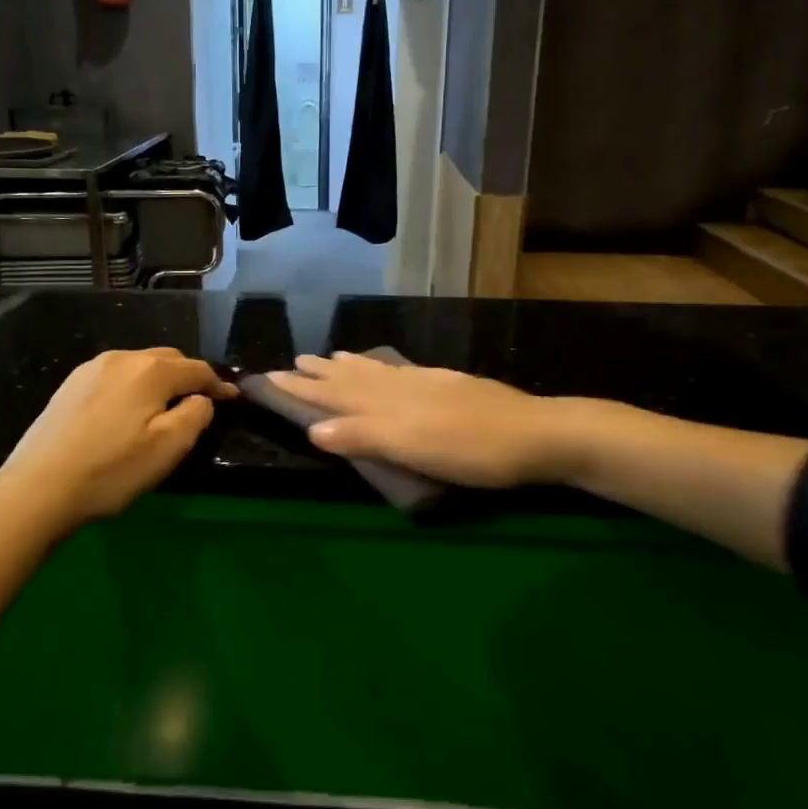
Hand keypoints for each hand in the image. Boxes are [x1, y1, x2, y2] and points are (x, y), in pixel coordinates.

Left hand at [0, 348, 236, 527]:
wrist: (37, 487)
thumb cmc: (111, 470)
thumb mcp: (168, 448)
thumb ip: (196, 415)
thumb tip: (201, 399)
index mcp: (150, 370)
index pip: (197, 369)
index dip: (218, 384)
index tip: (232, 399)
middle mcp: (122, 358)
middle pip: (168, 359)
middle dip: (189, 376)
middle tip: (200, 402)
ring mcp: (91, 369)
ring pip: (139, 365)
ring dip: (159, 379)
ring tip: (165, 405)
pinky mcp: (70, 384)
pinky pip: (115, 375)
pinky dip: (132, 386)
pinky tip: (127, 410)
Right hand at [268, 352, 575, 487]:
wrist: (536, 434)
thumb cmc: (472, 451)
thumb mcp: (414, 450)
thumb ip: (364, 437)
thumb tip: (313, 429)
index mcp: (388, 406)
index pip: (334, 395)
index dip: (303, 389)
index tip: (272, 377)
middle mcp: (400, 388)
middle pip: (351, 379)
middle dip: (318, 373)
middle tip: (290, 361)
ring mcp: (425, 383)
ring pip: (375, 371)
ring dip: (346, 366)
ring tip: (326, 356)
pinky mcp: (445, 384)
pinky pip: (399, 369)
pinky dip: (380, 365)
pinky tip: (383, 364)